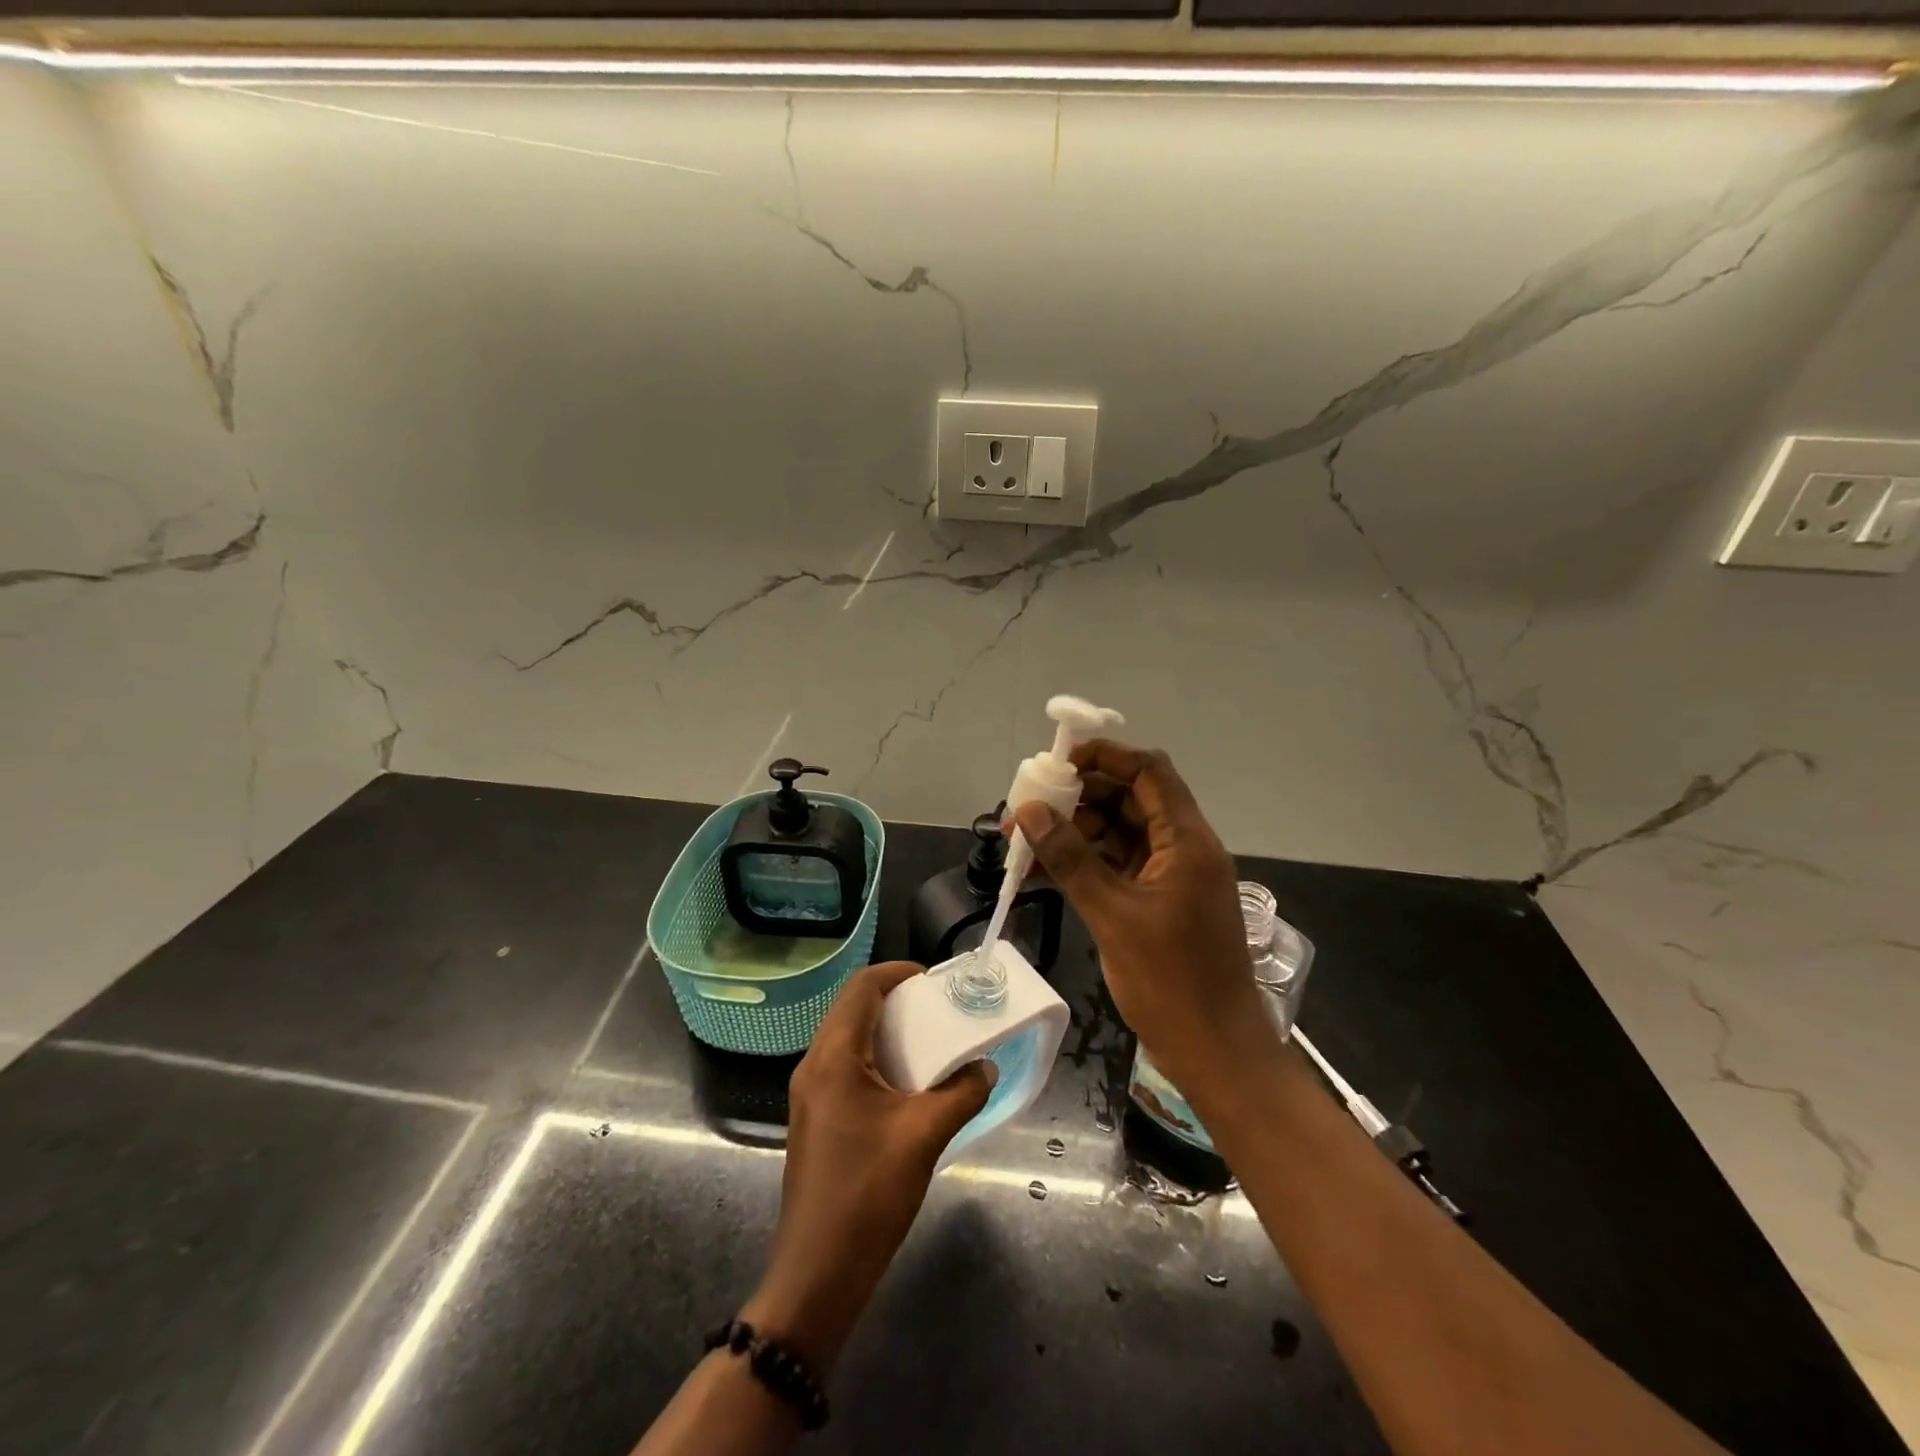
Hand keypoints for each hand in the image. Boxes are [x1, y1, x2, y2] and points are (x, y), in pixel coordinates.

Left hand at [742, 961, 994, 1373]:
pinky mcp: (814, 1119)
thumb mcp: (925, 1137)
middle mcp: (814, 1065)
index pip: (861, 988)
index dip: (896, 973)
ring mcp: (809, 1094)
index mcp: (833, 1057)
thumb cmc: (868, 1194)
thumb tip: (986, 1066)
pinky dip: (874, 1058)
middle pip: (851, 1008)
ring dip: (884, 1030)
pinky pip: (844, 1067)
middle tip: (936, 1008)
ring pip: (846, 1038)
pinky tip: (905, 1083)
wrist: (817, 1273)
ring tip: (927, 1041)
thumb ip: (961, 1093)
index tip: (932, 980)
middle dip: (894, 999)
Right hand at [1010, 740, 1271, 1099]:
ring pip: (1117, 834)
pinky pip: (1114, 867)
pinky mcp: (1155, 903)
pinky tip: (1039, 872)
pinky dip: (1082, 865)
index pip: (1148, 772)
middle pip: (1128, 800)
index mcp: (1187, 841)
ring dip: (1073, 833)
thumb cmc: (1171, 981)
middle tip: (1028, 806)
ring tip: (1023, 841)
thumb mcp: (1113, 915)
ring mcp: (1168, 877)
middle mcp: (1181, 849)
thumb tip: (1029, 811)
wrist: (1214, 1053)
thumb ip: (1070, 859)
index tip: (1057, 762)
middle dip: (1077, 798)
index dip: (1105, 757)